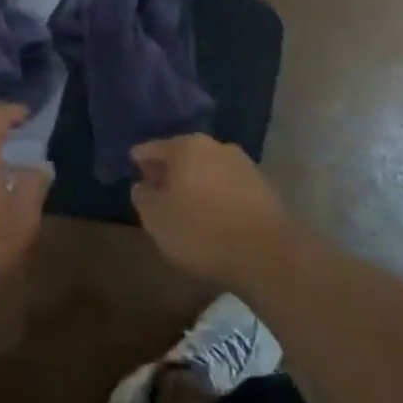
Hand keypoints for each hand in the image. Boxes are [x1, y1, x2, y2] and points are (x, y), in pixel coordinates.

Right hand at [131, 134, 294, 292]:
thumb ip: (142, 197)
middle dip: (170, 172)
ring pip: (208, 169)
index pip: (151, 148)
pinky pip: (229, 185)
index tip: (134, 176)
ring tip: (188, 208)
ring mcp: (243, 164)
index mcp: (185, 146)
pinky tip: (215, 216)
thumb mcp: (156, 219)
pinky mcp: (264, 186)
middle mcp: (215, 146)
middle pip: (182, 155)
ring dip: (196, 183)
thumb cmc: (202, 232)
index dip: (139, 162)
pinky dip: (218, 195)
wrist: (269, 256)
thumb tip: (142, 185)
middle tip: (159, 193)